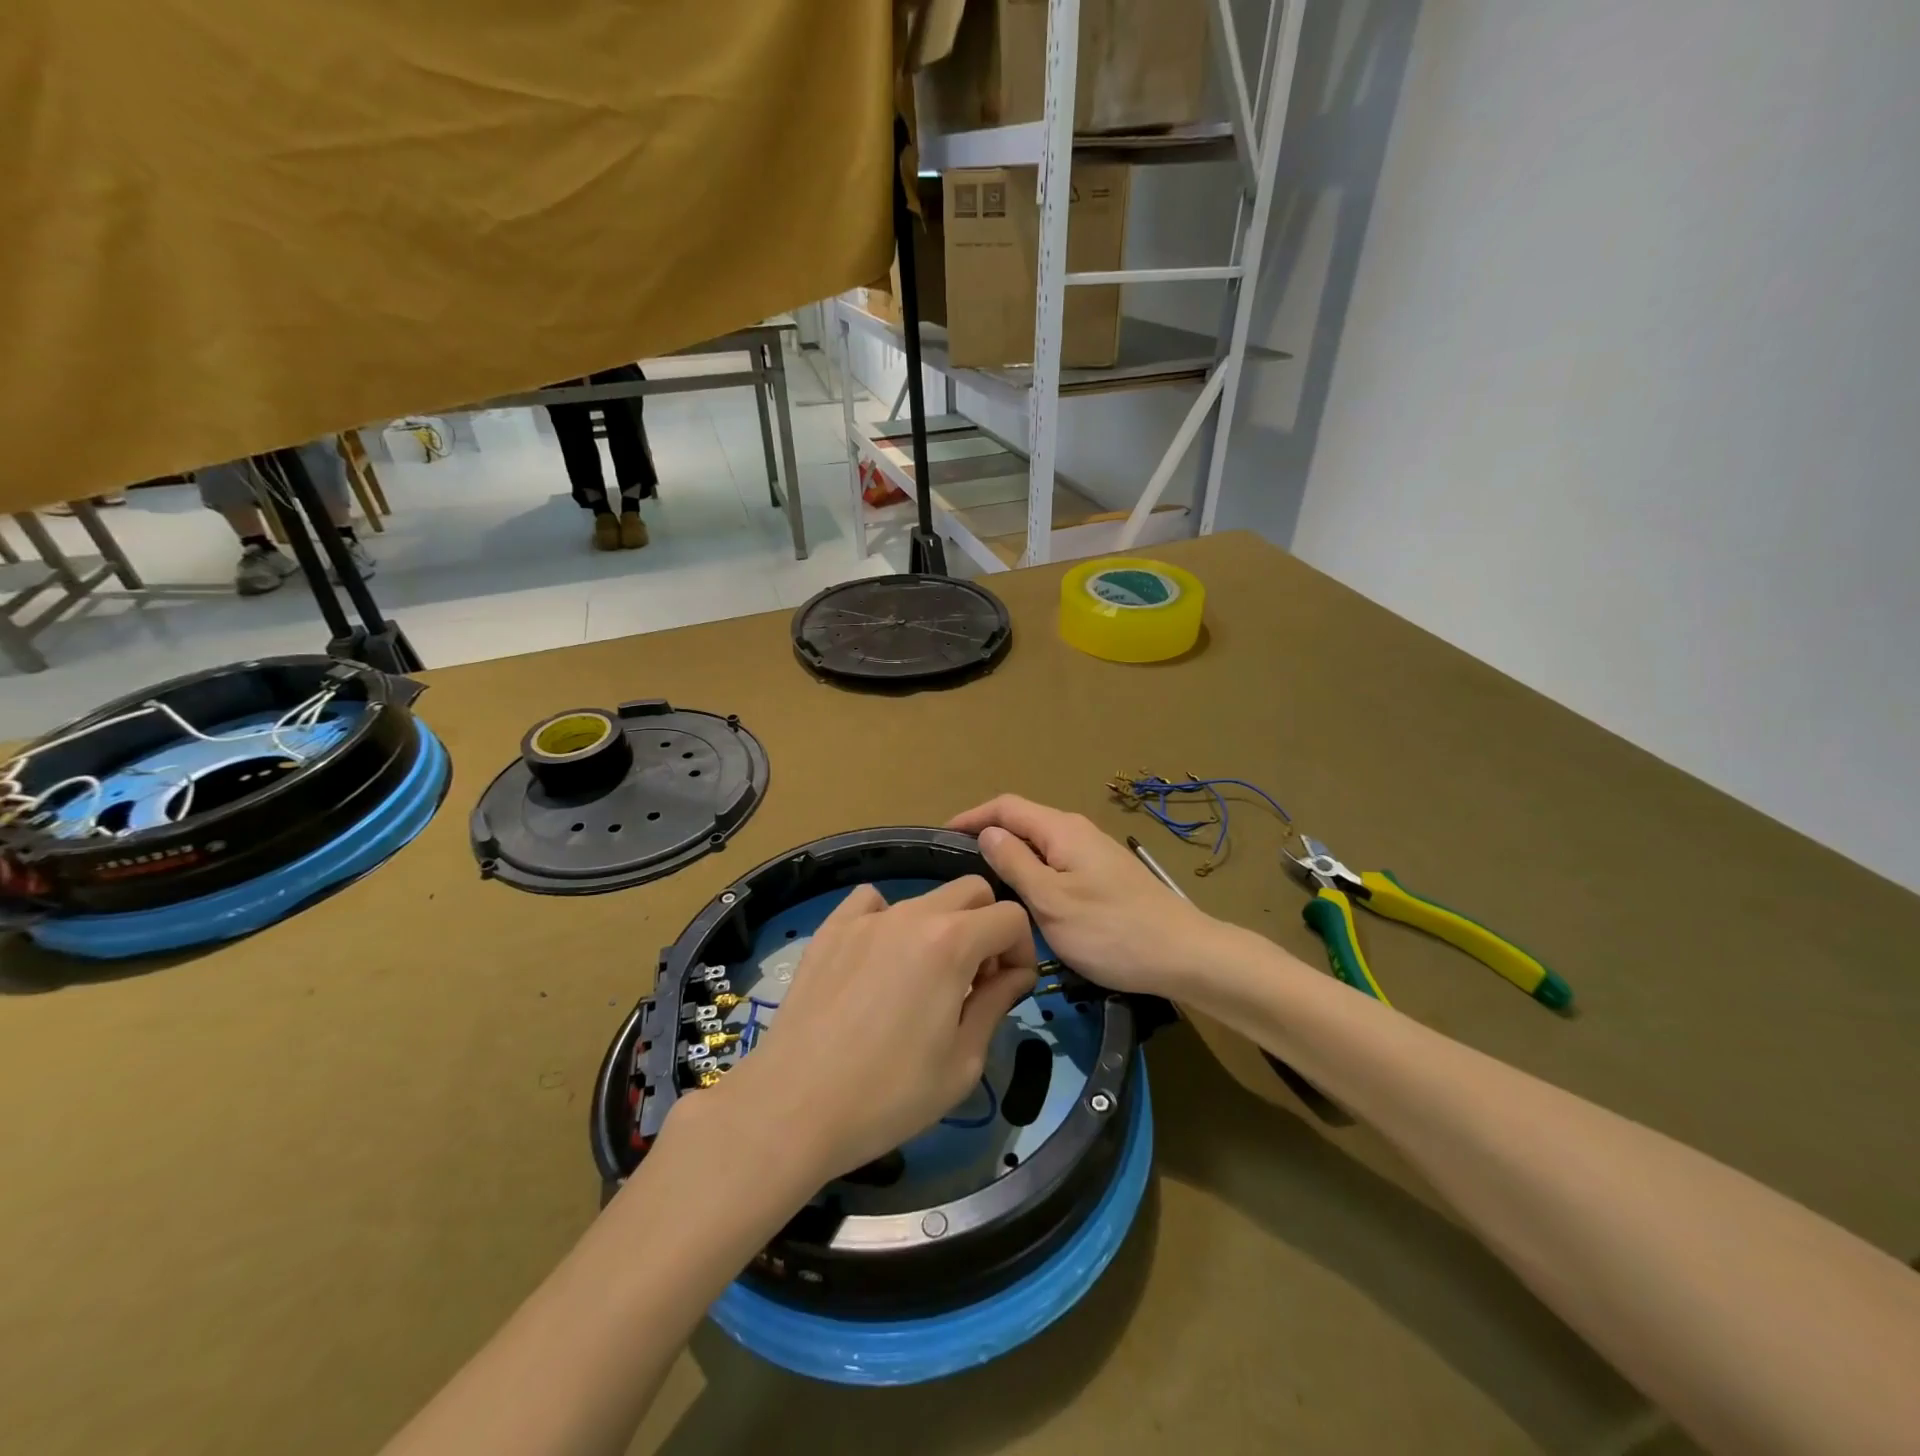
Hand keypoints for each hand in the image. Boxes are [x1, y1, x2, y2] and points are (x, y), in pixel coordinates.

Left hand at [711, 877, 1037, 1186]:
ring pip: (924, 899)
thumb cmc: (889, 1095)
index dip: (1021, 951)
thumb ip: (996, 1004)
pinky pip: (871, 902)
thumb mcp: (962, 1062)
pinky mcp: (832, 929)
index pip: (1010, 917)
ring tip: (923, 980)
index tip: (1010, 989)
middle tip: (975, 980)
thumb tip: (1015, 974)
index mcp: (951, 942)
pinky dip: (889, 920)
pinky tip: (878, 960)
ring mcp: (866, 918)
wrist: (793, 1107)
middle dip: (988, 927)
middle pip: (972, 891)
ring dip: (942, 928)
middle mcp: (911, 915)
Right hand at [949, 795, 1221, 997]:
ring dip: (1010, 857)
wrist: (1183, 955)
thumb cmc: (1111, 931)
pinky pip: (1056, 862)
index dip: (971, 817)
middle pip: (1023, 822)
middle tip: (956, 869)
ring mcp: (1093, 853)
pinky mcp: (1103, 875)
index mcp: (1061, 830)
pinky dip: (1031, 872)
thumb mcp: (1051, 901)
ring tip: (982, 885)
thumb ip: (1015, 863)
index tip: (941, 838)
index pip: (1006, 806)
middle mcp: (1077, 831)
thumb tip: (987, 833)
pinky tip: (1023, 899)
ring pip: (1040, 844)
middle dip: (988, 836)